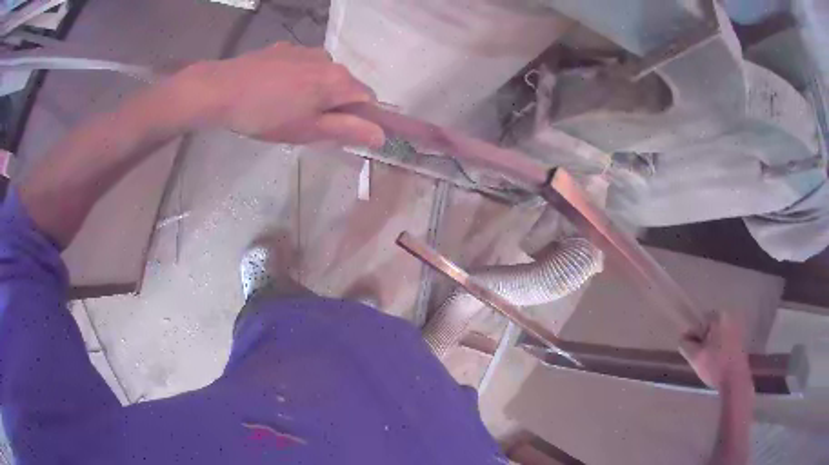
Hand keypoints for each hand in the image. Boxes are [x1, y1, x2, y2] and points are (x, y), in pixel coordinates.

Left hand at [168, 42, 384, 147]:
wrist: (221, 90)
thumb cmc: (266, 115)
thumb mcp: (308, 130)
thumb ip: (348, 130)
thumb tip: (382, 134)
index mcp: (338, 80)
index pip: (368, 99)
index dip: (361, 118)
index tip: (340, 132)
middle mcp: (328, 59)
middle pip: (345, 85)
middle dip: (335, 105)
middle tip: (308, 125)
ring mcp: (304, 50)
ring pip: (323, 74)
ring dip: (316, 91)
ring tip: (287, 107)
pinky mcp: (284, 48)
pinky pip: (303, 65)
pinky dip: (299, 78)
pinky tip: (275, 90)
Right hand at [680, 312, 751, 391]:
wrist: (735, 380)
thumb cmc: (716, 366)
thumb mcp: (695, 357)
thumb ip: (685, 345)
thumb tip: (683, 338)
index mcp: (719, 316)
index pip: (698, 323)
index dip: (692, 338)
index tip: (690, 353)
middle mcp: (730, 316)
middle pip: (709, 328)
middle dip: (702, 341)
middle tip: (699, 358)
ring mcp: (738, 327)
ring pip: (717, 334)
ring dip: (711, 345)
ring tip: (708, 362)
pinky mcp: (741, 338)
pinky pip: (725, 339)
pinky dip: (719, 348)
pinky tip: (718, 362)